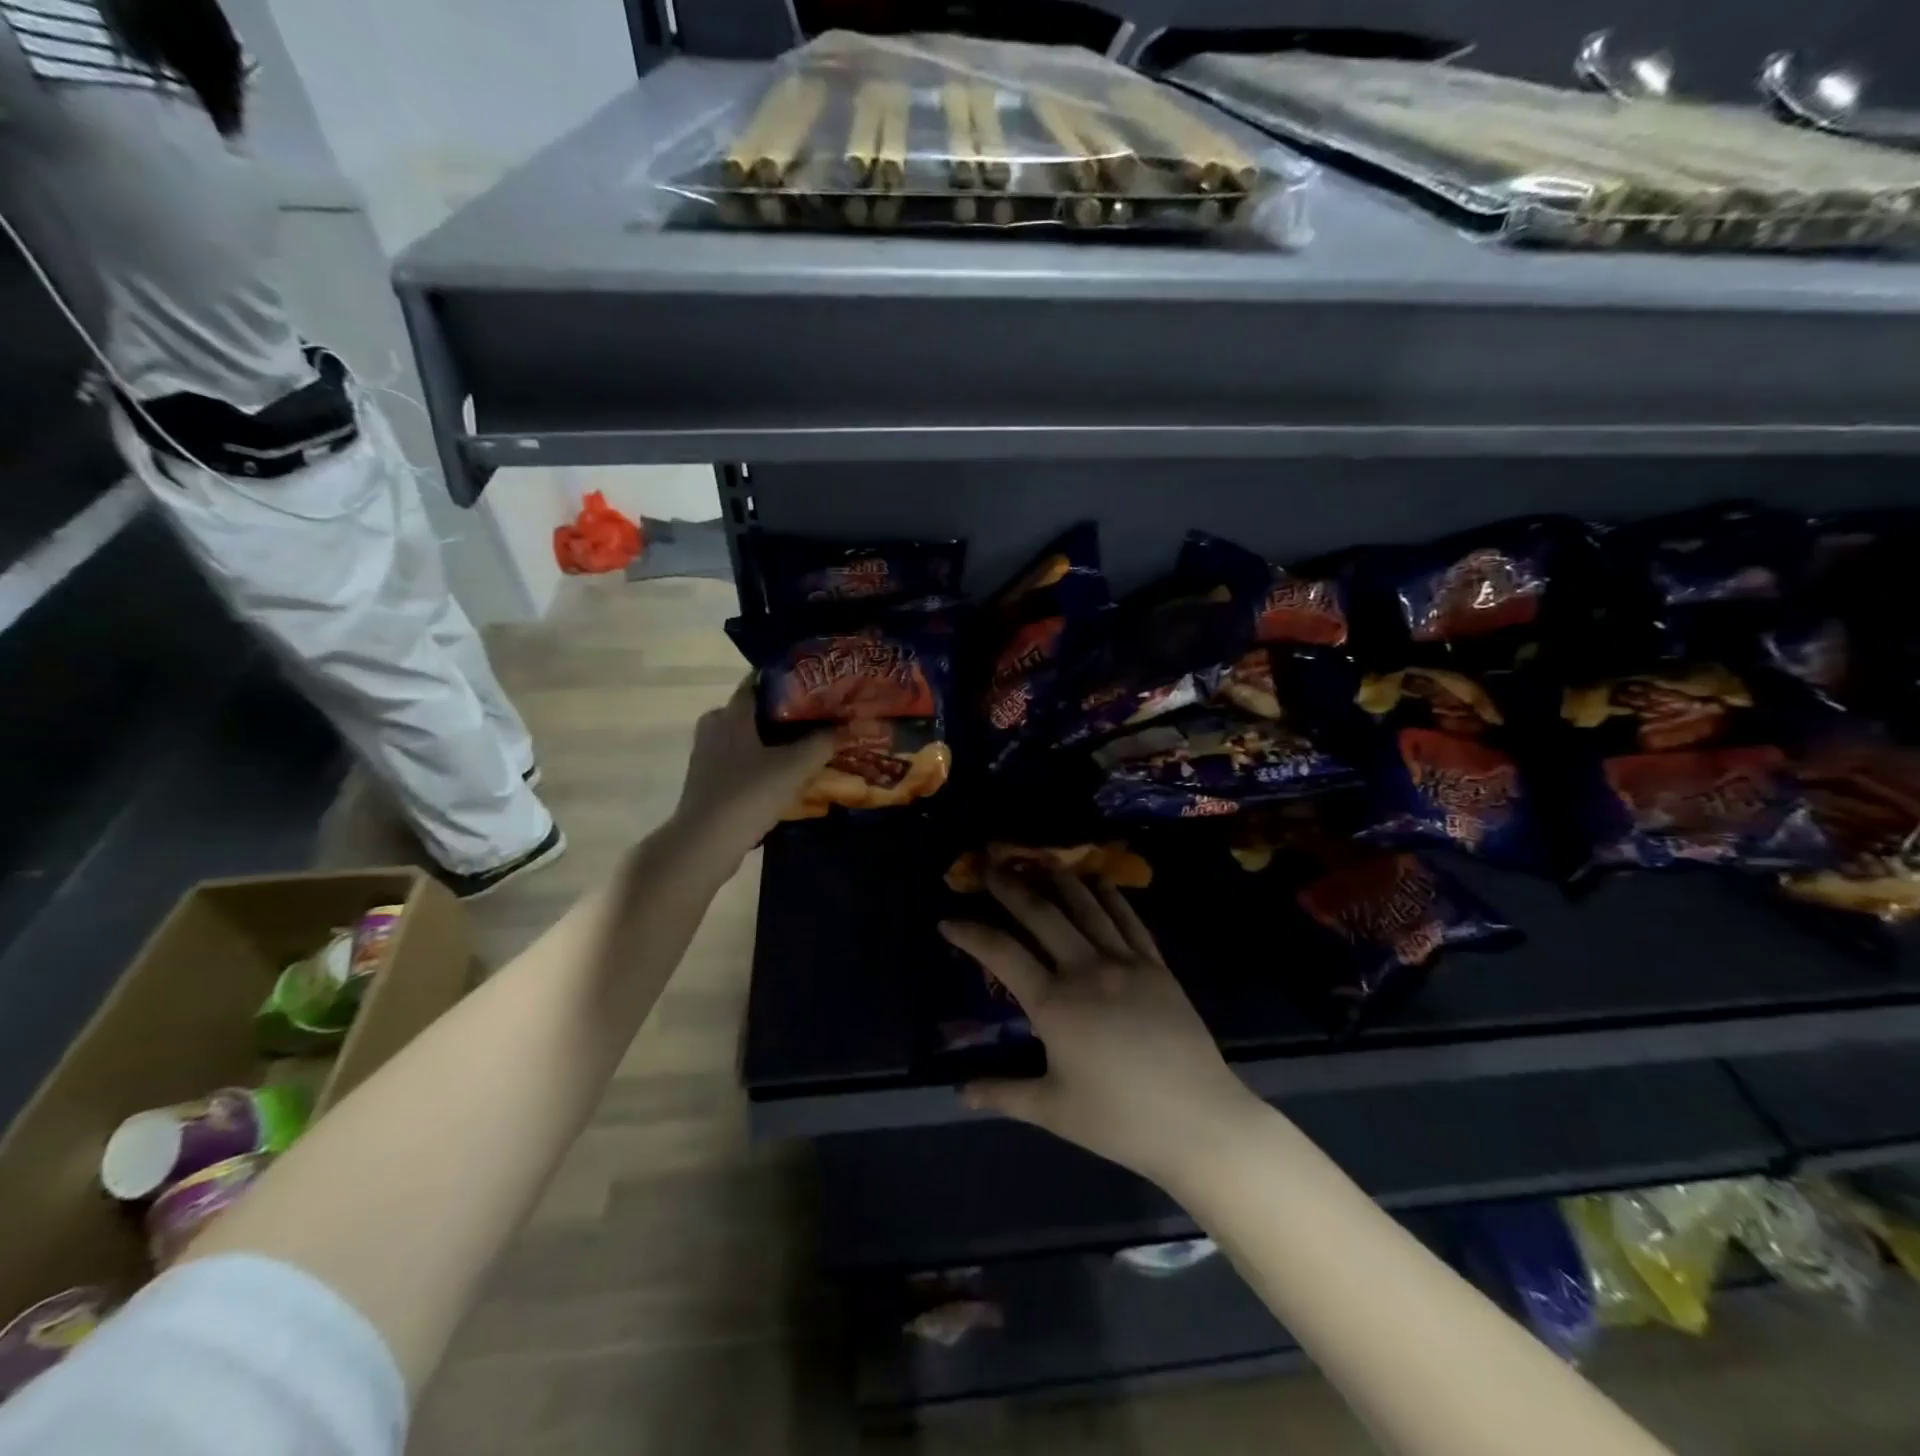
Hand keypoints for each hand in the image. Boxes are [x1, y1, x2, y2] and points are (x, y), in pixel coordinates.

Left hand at [672, 678, 833, 860]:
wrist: (704, 844)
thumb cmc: (748, 794)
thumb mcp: (795, 767)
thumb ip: (824, 743)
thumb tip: (852, 726)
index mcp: (731, 713)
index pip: (758, 682)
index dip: (787, 681)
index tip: (815, 686)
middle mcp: (715, 726)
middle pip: (753, 710)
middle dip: (784, 713)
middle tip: (817, 719)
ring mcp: (707, 755)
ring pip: (746, 737)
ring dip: (773, 741)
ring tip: (805, 747)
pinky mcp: (707, 781)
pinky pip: (739, 760)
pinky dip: (761, 762)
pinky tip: (782, 775)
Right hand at [941, 869, 1264, 1186]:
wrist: (1199, 1121)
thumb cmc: (1120, 1120)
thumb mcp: (1053, 1110)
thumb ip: (1003, 1093)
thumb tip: (960, 1092)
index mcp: (1054, 1004)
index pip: (1001, 954)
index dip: (970, 933)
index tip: (947, 919)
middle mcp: (1085, 970)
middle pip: (1041, 915)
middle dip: (1011, 888)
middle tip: (990, 867)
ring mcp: (1125, 962)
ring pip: (1086, 907)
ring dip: (1059, 880)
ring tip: (1039, 861)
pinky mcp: (1157, 966)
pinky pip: (1129, 920)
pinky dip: (1110, 897)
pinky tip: (1099, 883)